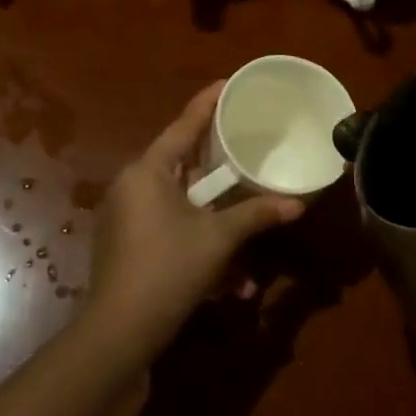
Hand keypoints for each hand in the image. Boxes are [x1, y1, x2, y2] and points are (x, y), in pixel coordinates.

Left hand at [80, 82, 303, 363]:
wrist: (119, 332)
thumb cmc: (169, 270)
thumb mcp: (218, 239)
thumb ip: (256, 215)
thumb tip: (297, 204)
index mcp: (148, 171)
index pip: (183, 126)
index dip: (207, 103)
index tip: (226, 83)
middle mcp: (132, 185)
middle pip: (181, 163)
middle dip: (217, 168)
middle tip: (244, 150)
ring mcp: (124, 216)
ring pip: (178, 204)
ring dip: (213, 222)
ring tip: (244, 233)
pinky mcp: (124, 244)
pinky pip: (167, 228)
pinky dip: (195, 242)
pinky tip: (226, 282)